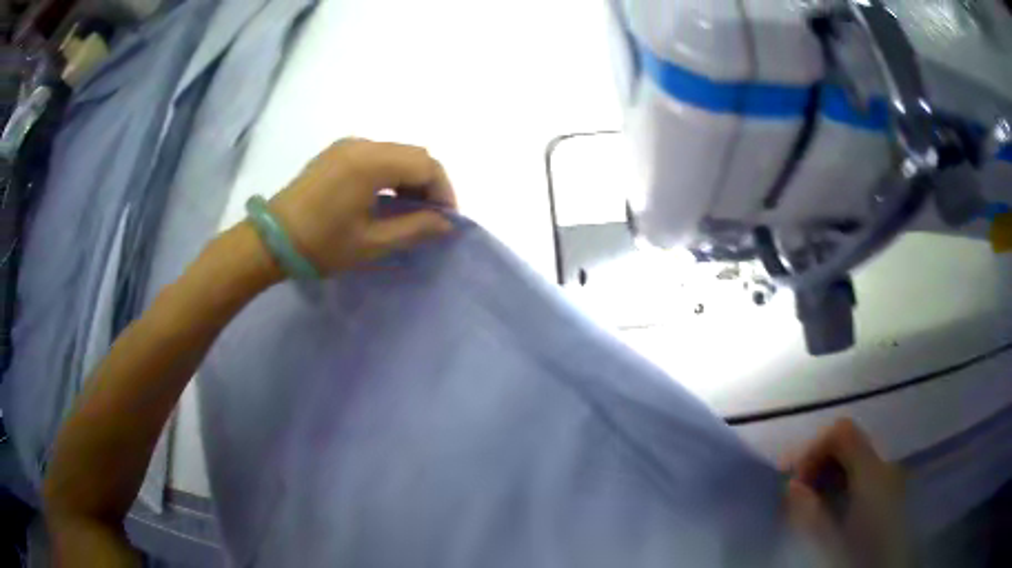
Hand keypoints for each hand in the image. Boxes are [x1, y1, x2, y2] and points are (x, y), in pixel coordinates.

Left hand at [268, 138, 456, 274]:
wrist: (270, 240)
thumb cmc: (321, 245)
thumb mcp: (371, 243)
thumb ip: (414, 229)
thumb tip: (446, 224)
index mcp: (371, 162)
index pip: (426, 165)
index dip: (443, 192)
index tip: (445, 221)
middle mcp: (362, 144)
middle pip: (414, 154)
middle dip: (430, 184)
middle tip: (430, 217)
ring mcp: (347, 145)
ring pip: (396, 153)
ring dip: (411, 178)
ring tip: (410, 210)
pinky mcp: (336, 152)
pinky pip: (376, 155)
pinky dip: (391, 173)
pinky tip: (386, 198)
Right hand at [784, 419, 909, 567]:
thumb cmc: (862, 555)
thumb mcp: (832, 540)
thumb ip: (811, 513)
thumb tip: (790, 486)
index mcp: (873, 471)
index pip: (842, 431)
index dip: (813, 448)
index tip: (794, 480)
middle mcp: (885, 464)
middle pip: (849, 441)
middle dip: (819, 461)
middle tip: (798, 492)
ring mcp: (891, 475)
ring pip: (856, 456)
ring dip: (829, 472)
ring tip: (812, 502)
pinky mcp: (891, 489)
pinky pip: (864, 470)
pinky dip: (843, 480)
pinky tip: (834, 506)